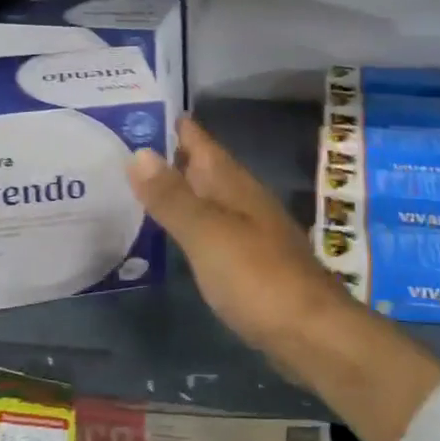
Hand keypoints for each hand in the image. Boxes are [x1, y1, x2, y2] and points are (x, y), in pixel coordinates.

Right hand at [127, 116, 345, 356]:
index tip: (142, 107)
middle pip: (206, 169)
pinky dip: (192, 222)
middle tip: (128, 145)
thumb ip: (173, 197)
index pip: (202, 143)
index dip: (176, 125)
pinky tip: (176, 233)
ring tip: (142, 184)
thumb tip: (139, 152)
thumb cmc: (257, 277)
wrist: (311, 333)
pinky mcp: (252, 264)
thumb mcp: (207, 233)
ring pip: (210, 198)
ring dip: (182, 189)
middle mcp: (245, 201)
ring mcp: (251, 232)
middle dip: (172, 155)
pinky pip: (214, 229)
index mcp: (235, 185)